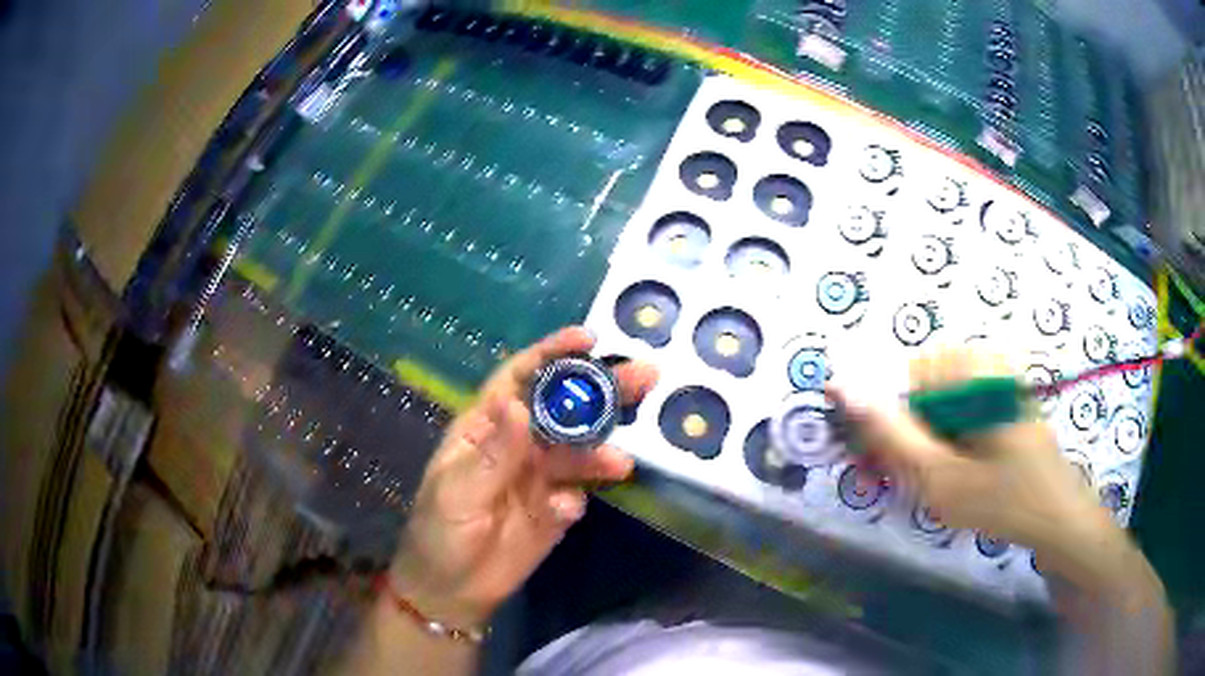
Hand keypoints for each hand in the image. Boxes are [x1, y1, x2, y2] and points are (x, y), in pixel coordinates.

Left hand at [389, 327, 657, 626]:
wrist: (452, 589)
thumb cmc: (440, 531)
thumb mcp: (457, 491)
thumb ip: (493, 453)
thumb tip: (520, 404)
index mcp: (487, 426)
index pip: (520, 378)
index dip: (552, 354)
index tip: (588, 339)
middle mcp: (519, 444)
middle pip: (563, 408)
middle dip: (600, 391)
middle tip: (644, 376)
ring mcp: (540, 477)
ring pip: (578, 452)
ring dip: (600, 452)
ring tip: (621, 462)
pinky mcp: (556, 509)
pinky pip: (576, 494)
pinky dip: (576, 498)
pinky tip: (564, 510)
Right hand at [829, 348, 1111, 554]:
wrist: (1059, 518)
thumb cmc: (1004, 500)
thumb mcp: (940, 477)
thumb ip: (890, 432)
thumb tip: (841, 386)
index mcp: (974, 368)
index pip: (905, 376)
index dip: (891, 421)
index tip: (886, 464)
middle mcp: (987, 361)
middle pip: (923, 387)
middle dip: (911, 434)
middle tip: (915, 480)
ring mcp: (1000, 379)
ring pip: (939, 401)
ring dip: (929, 441)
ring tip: (941, 481)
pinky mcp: (1006, 397)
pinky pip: (960, 409)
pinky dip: (949, 439)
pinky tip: (961, 471)